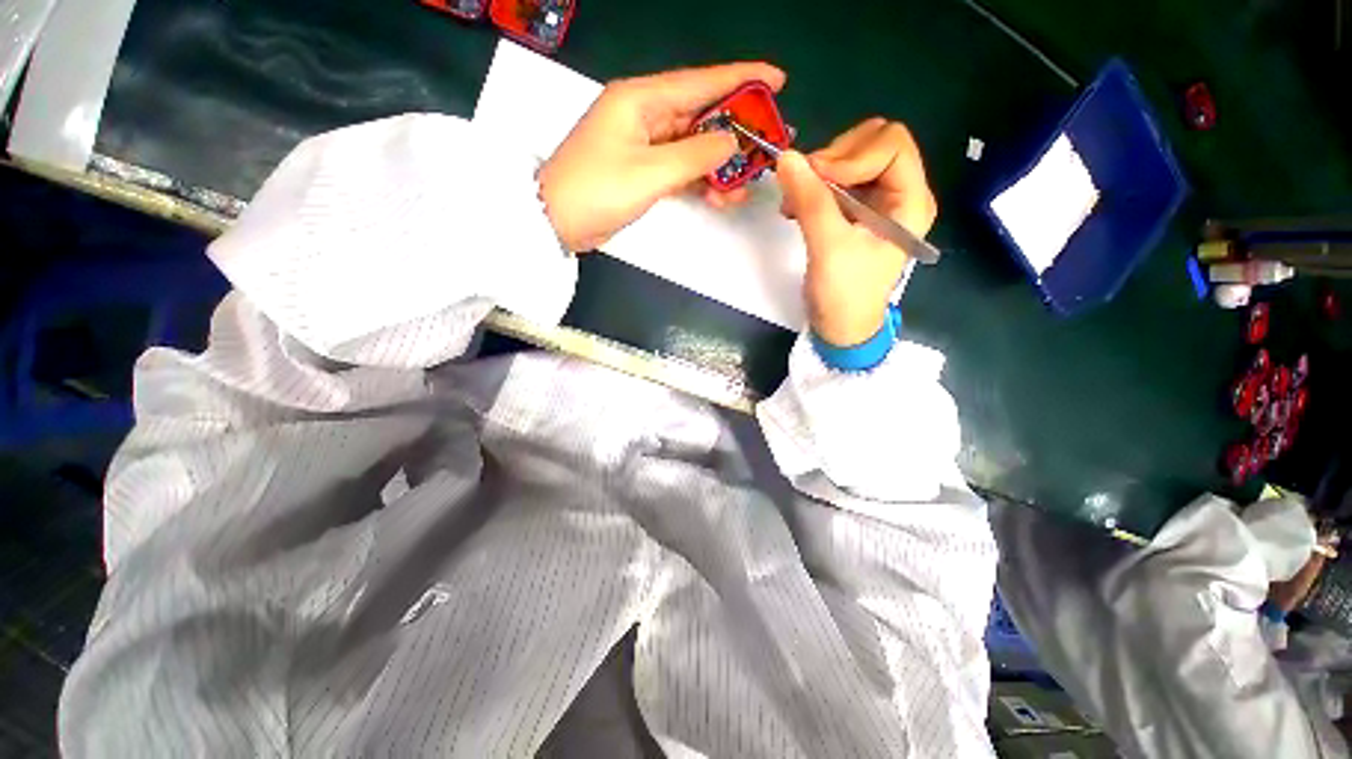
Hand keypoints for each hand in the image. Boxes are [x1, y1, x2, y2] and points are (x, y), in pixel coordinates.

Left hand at [539, 63, 786, 252]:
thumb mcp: (650, 173)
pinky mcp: (641, 169)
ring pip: (692, 146)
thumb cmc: (597, 191)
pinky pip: (679, 167)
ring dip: (718, 166)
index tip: (777, 81)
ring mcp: (642, 144)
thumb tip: (731, 141)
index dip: (742, 79)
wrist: (556, 223)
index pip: (701, 82)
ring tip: (742, 187)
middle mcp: (644, 114)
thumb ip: (695, 155)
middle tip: (766, 147)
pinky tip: (718, 196)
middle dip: (735, 132)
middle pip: (700, 114)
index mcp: (641, 99)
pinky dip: (699, 180)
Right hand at [777, 119, 936, 346]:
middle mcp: (899, 193)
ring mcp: (876, 202)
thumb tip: (786, 157)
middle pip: (871, 144)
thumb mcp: (829, 248)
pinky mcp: (855, 213)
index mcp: (910, 200)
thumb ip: (811, 201)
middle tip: (803, 188)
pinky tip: (794, 207)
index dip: (851, 154)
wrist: (840, 327)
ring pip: (849, 159)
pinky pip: (835, 181)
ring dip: (817, 174)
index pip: (891, 144)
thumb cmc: (845, 295)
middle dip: (833, 160)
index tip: (816, 179)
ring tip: (792, 202)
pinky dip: (812, 187)